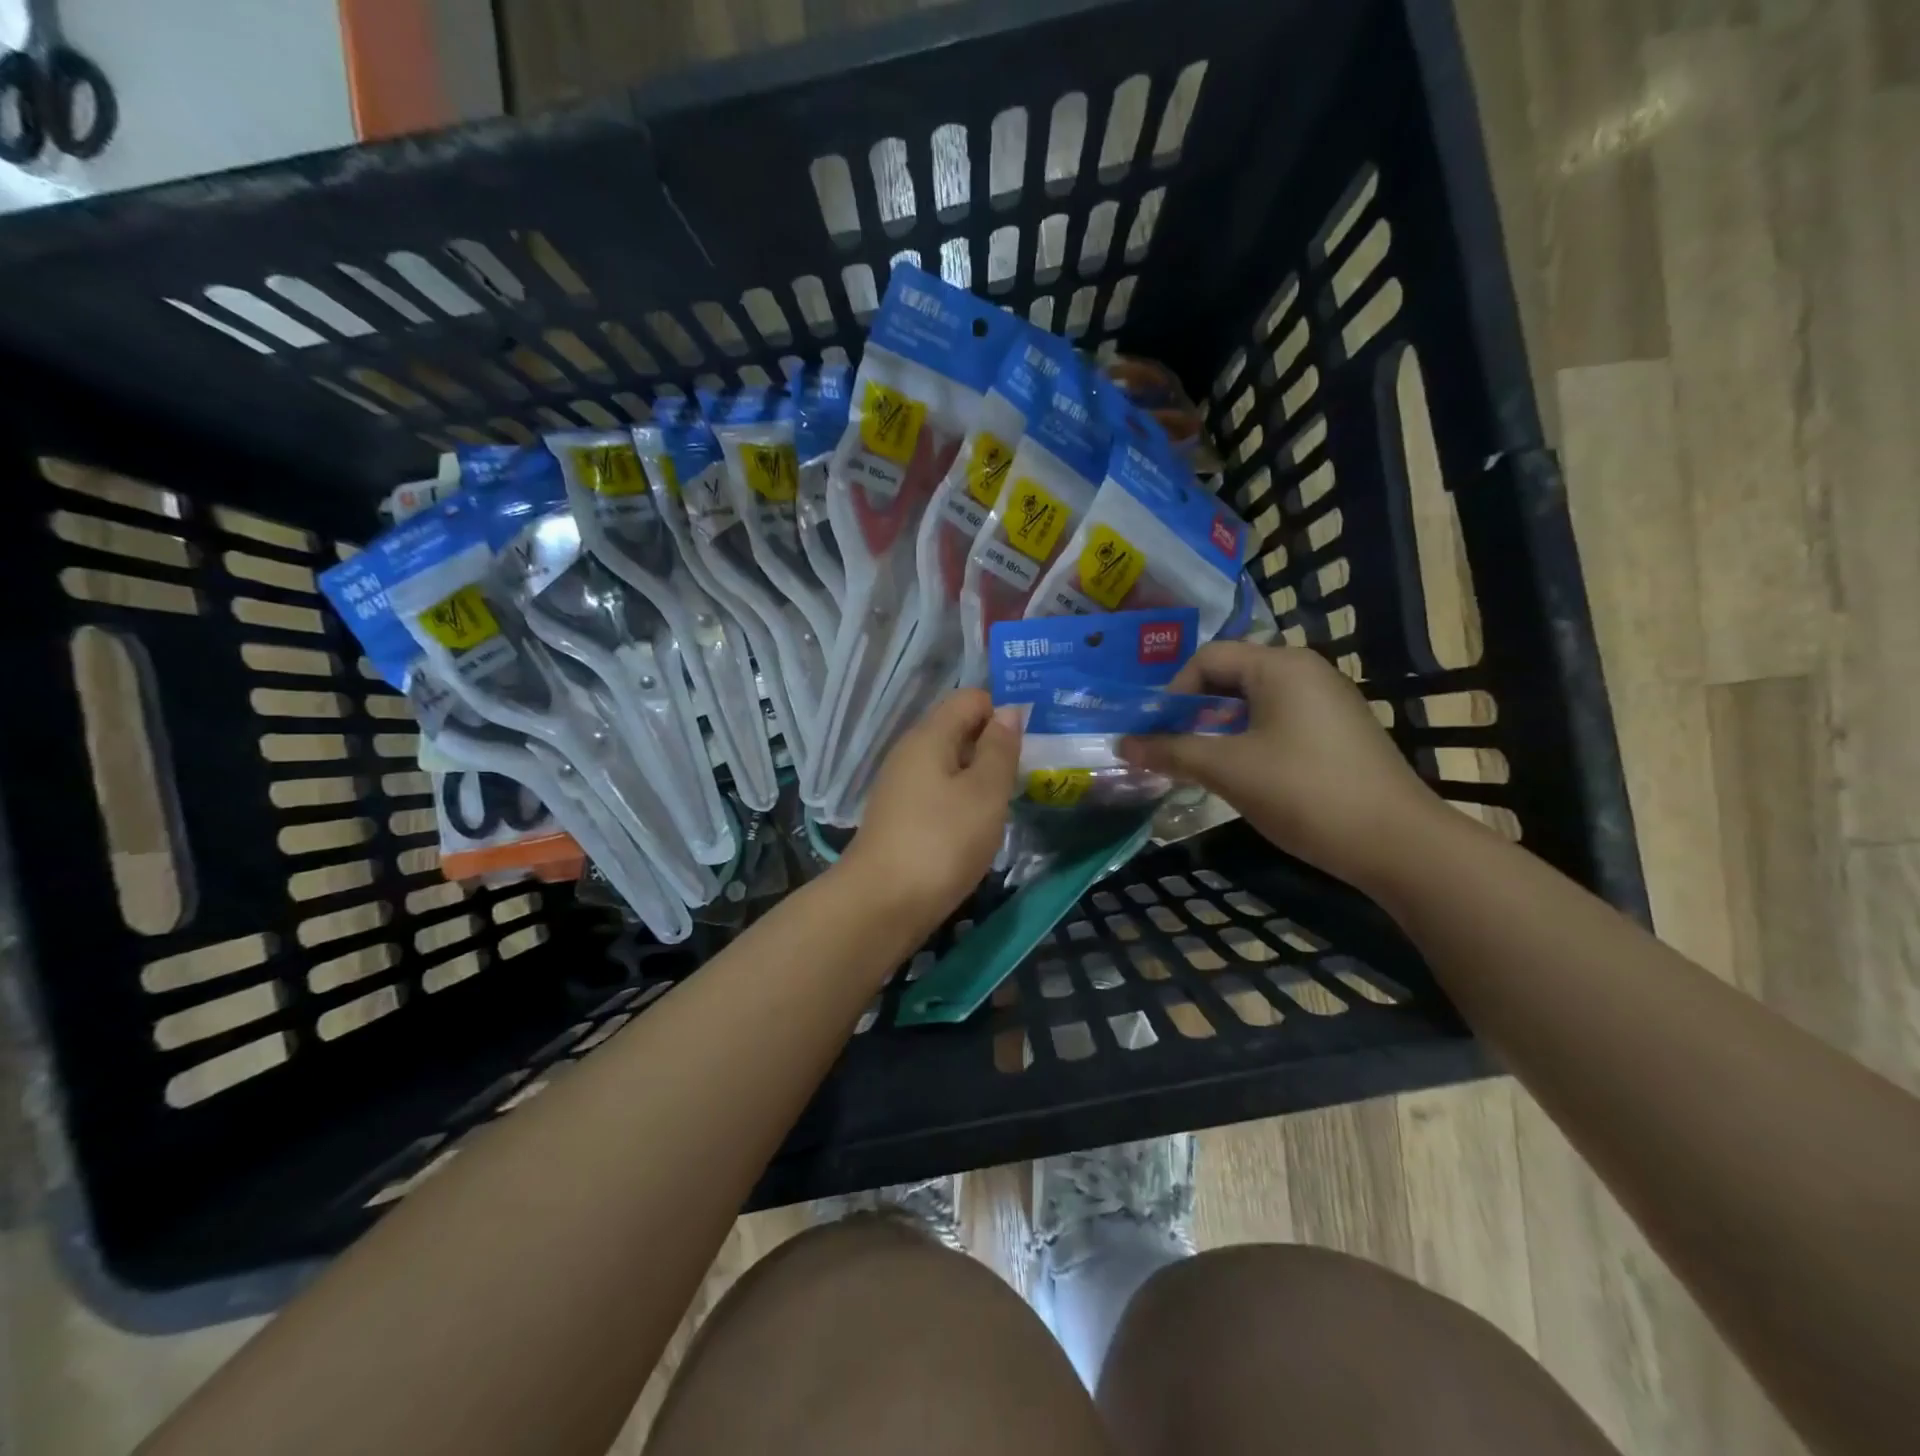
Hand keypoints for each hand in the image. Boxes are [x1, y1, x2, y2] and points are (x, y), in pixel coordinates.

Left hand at [839, 689, 1020, 936]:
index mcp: (929, 736)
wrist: (882, 904)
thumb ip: (1000, 749)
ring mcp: (901, 786)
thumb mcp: (985, 792)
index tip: (1031, 743)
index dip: (1003, 711)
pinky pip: (939, 792)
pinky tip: (978, 826)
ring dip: (980, 776)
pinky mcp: (900, 816)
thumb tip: (1009, 710)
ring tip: (1008, 801)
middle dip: (994, 745)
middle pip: (958, 729)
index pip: (970, 698)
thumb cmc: (941, 842)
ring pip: (949, 763)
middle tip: (1027, 774)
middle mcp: (910, 752)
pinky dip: (962, 801)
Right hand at [1118, 642, 1445, 890]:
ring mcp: (1327, 702)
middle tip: (1170, 749)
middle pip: (1230, 677)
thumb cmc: (1304, 792)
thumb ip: (1171, 752)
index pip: (1207, 658)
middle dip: (1192, 712)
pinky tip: (1243, 775)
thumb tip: (1121, 745)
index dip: (1172, 692)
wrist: (1397, 843)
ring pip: (1253, 703)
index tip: (1158, 734)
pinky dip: (1248, 740)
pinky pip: (1278, 722)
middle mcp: (1306, 671)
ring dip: (1217, 729)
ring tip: (1200, 766)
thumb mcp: (1227, 769)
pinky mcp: (1338, 732)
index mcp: (1280, 666)